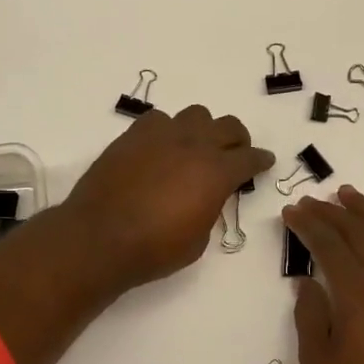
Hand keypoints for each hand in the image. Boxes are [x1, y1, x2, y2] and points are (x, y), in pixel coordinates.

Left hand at [61, 105, 275, 294]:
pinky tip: (160, 148)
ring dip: (202, 130)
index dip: (260, 160)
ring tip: (194, 148)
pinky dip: (167, 130)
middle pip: (228, 126)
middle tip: (233, 154)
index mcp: (216, 172)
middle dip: (236, 139)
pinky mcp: (133, 135)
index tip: (264, 162)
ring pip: (195, 115)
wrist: (99, 237)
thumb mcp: (198, 239)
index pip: (250, 157)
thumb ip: (209, 208)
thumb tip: (205, 196)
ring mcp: (162, 135)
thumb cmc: (153, 249)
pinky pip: (159, 120)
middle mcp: (194, 145)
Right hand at [282, 185, 363, 363]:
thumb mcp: (319, 361)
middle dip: (330, 213)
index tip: (291, 211)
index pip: (327, 244)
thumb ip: (310, 315)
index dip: (307, 225)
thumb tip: (307, 282)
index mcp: (357, 292)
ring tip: (349, 194)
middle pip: (357, 233)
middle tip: (310, 201)